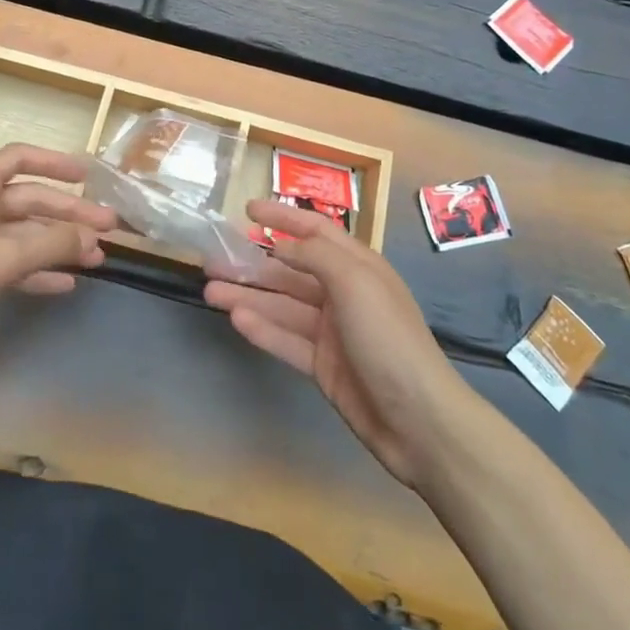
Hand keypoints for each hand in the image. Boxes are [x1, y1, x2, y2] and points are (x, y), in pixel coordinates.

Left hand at [0, 144, 116, 373]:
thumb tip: (91, 236)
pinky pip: (11, 264)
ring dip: (58, 244)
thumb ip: (50, 244)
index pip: (20, 159)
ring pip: (24, 234)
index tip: (88, 175)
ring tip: (96, 259)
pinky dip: (37, 271)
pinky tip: (65, 284)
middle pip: (29, 201)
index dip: (54, 162)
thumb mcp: (1, 257)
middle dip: (68, 214)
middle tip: (108, 229)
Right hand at [205, 201, 460, 488]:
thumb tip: (280, 246)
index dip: (283, 217)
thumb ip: (315, 256)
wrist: (419, 421)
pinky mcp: (323, 366)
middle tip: (213, 260)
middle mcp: (343, 294)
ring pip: (282, 306)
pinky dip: (262, 329)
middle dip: (253, 263)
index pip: (315, 231)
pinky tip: (236, 320)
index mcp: (358, 267)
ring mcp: (332, 331)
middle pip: (290, 271)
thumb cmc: (388, 338)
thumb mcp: (355, 282)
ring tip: (211, 292)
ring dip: (248, 296)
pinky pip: (286, 340)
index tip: (248, 208)